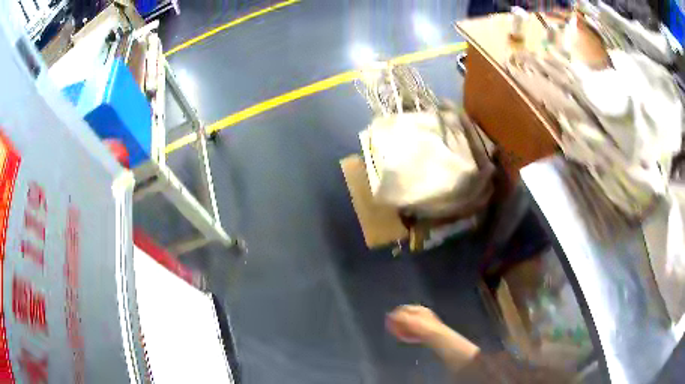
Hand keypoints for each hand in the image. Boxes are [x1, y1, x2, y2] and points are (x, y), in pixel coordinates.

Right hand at [386, 305, 445, 343]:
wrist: (438, 338)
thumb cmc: (424, 328)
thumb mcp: (410, 320)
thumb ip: (399, 317)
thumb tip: (389, 315)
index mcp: (419, 309)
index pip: (403, 308)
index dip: (395, 313)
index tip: (388, 321)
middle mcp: (423, 314)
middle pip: (406, 317)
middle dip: (398, 323)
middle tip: (392, 329)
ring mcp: (425, 323)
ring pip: (410, 326)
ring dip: (403, 330)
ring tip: (398, 335)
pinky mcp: (427, 332)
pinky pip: (415, 332)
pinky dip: (409, 335)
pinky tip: (407, 339)